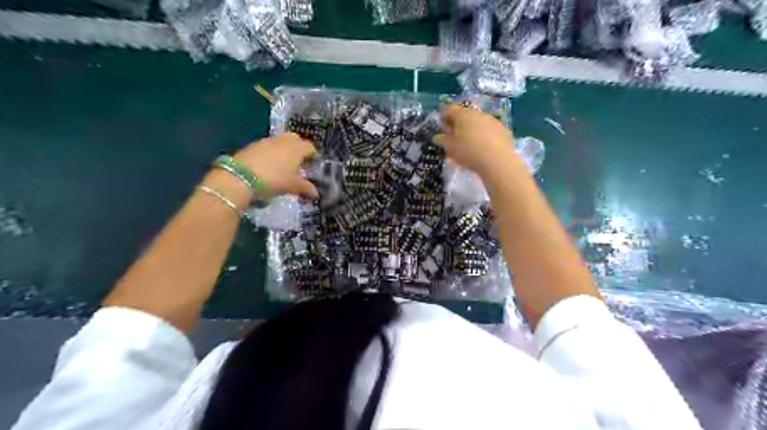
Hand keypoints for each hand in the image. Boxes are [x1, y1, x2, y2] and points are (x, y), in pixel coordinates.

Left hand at [234, 133, 317, 198]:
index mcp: (297, 148)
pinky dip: (271, 153)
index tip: (313, 164)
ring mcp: (267, 141)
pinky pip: (268, 147)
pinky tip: (269, 166)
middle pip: (295, 139)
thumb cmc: (274, 179)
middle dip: (299, 148)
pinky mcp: (253, 145)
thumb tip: (315, 192)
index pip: (310, 147)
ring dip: (284, 150)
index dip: (313, 155)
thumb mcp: (293, 186)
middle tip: (299, 162)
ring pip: (280, 142)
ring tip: (284, 165)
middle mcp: (284, 140)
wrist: (241, 177)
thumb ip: (306, 188)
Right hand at [434, 104, 517, 176]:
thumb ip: (443, 140)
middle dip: (458, 124)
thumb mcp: (450, 148)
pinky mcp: (503, 130)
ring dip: (471, 130)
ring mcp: (492, 121)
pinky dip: (484, 136)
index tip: (440, 125)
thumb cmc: (469, 152)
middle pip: (465, 115)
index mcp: (463, 114)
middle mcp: (478, 113)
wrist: (498, 161)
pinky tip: (482, 148)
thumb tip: (437, 136)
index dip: (443, 116)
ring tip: (468, 144)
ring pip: (478, 123)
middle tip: (453, 136)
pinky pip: (489, 131)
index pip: (449, 110)